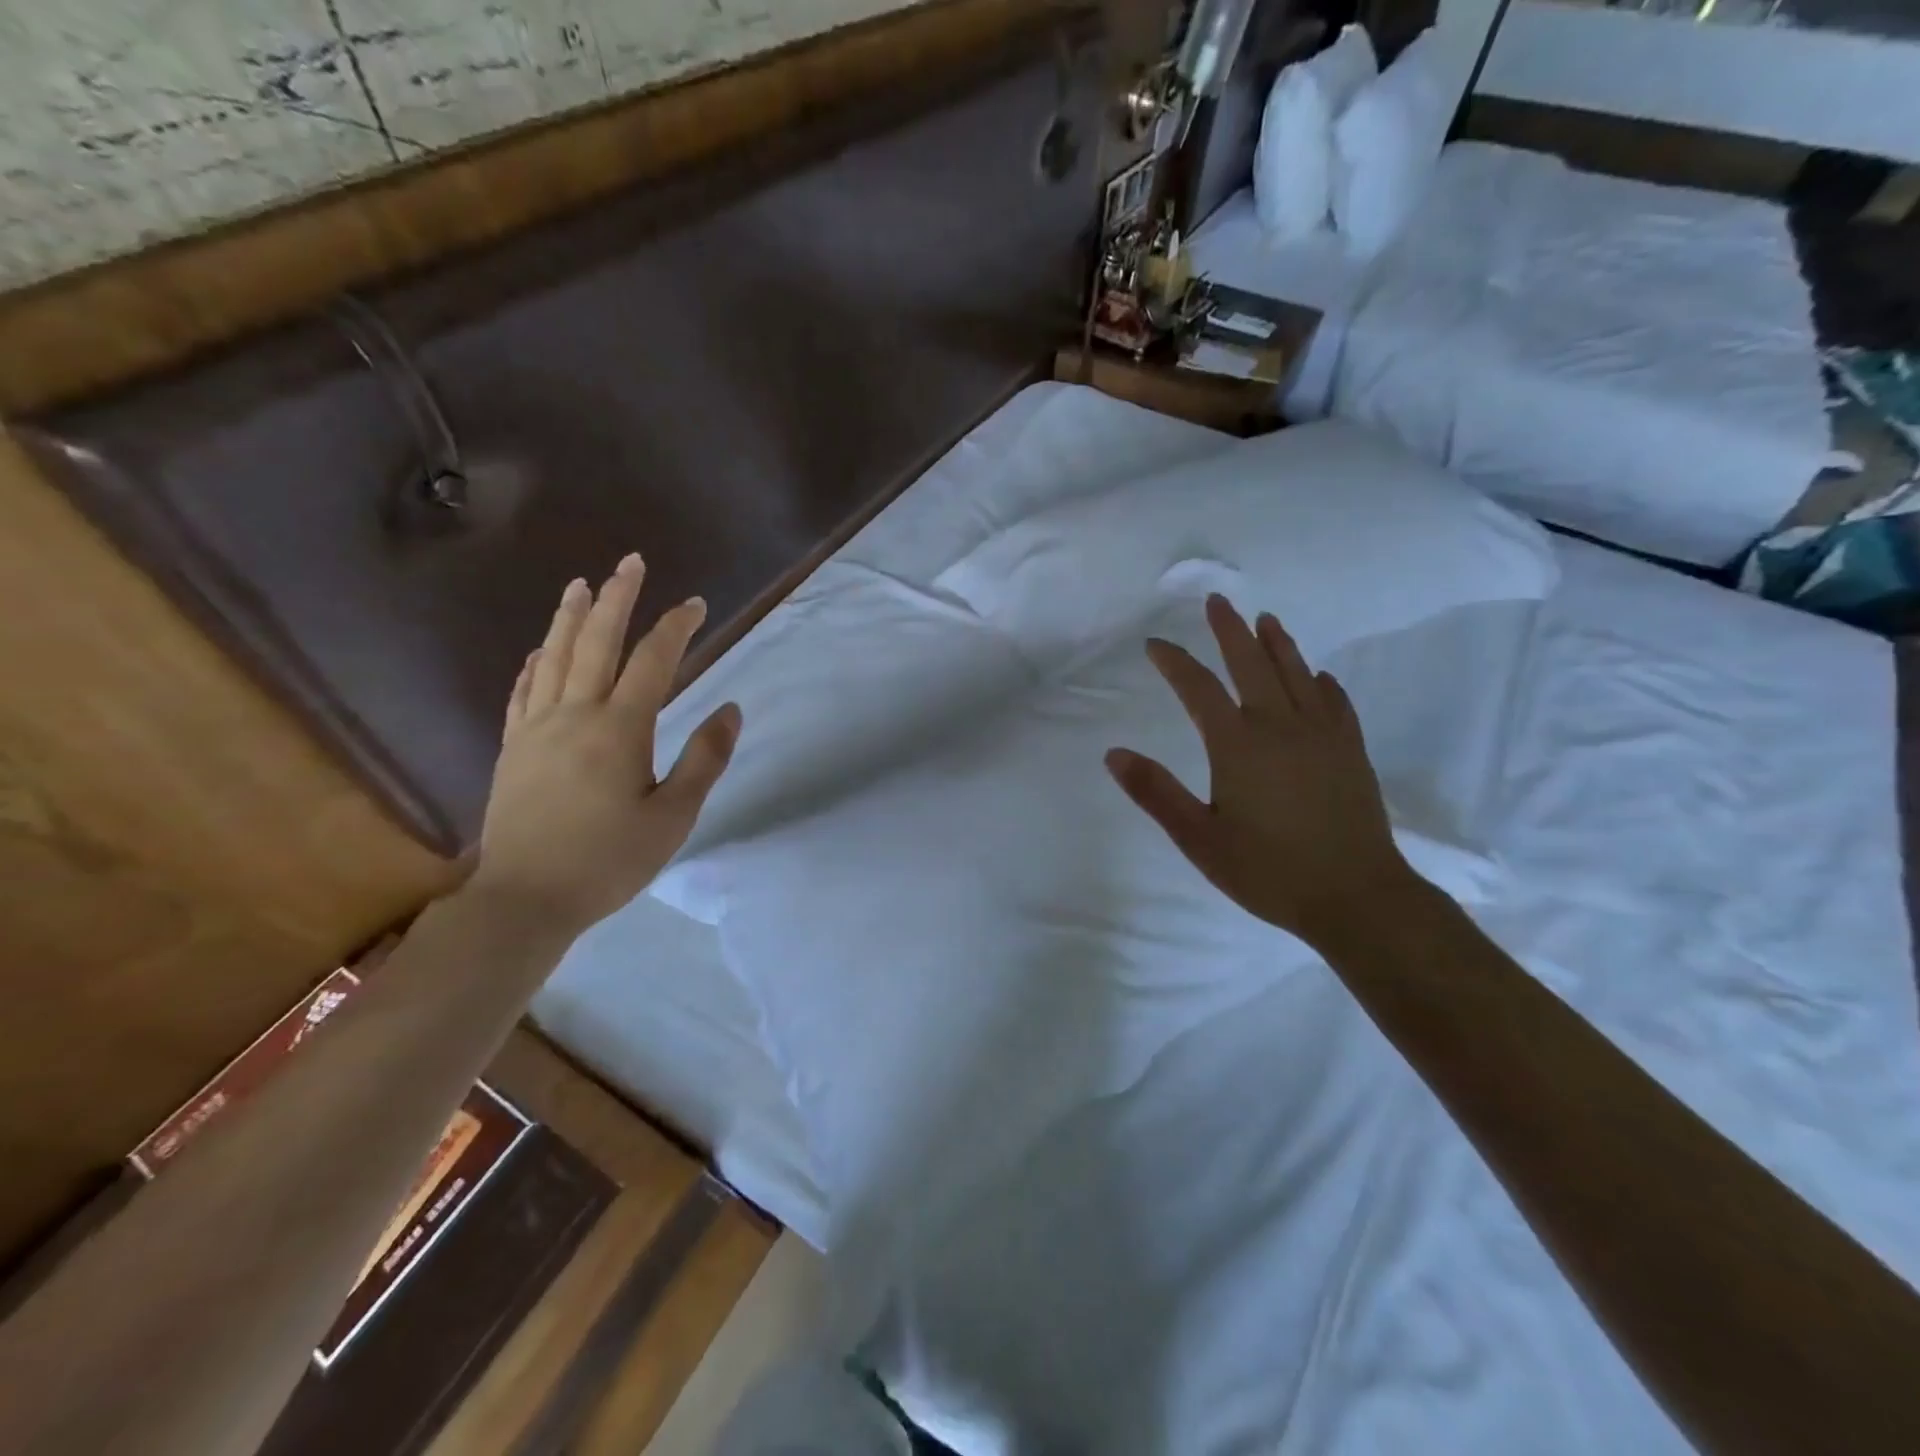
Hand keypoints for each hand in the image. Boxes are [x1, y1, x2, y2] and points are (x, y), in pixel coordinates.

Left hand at [470, 554, 740, 939]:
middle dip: (617, 599)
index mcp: (619, 728)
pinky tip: (540, 650)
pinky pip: (523, 692)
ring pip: (554, 658)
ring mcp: (536, 729)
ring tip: (581, 585)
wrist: (524, 898)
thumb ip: (704, 759)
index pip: (653, 661)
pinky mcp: (512, 749)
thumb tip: (730, 709)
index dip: (676, 627)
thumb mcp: (674, 816)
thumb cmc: (609, 860)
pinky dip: (534, 663)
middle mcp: (574, 714)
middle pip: (596, 643)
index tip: (697, 604)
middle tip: (631, 562)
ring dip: (570, 617)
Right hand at [1107, 594, 1417, 949]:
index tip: (1155, 644)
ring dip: (1278, 644)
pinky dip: (1321, 683)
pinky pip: (1335, 703)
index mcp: (1238, 745)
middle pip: (1251, 664)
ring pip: (1297, 675)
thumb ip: (1156, 793)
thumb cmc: (1269, 871)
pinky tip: (1319, 676)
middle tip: (1217, 602)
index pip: (1198, 688)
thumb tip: (1113, 754)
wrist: (1357, 897)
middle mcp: (1280, 727)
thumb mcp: (1199, 838)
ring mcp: (1322, 736)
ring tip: (1267, 619)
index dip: (1174, 662)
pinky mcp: (1351, 752)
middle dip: (1230, 631)